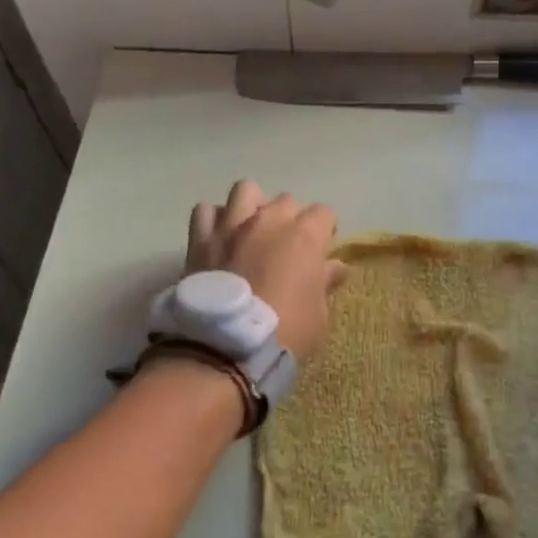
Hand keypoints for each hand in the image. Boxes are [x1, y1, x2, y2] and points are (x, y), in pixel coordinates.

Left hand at [187, 180, 344, 359]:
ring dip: (253, 205)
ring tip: (252, 229)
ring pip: (245, 190)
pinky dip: (214, 220)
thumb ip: (326, 282)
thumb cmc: (286, 330)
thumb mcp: (319, 312)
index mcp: (304, 234)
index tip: (322, 249)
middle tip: (288, 245)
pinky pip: (205, 211)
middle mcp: (269, 220)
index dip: (325, 230)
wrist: (226, 346)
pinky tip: (219, 237)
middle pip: (286, 200)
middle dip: (291, 218)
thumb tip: (336, 267)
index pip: (324, 212)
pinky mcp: (201, 240)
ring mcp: (232, 226)